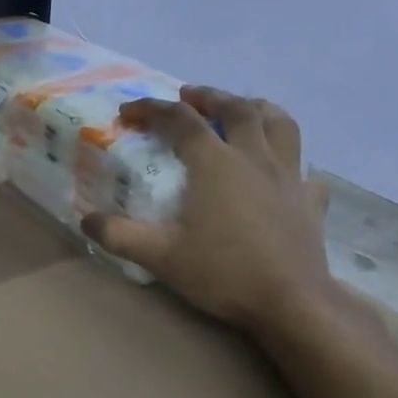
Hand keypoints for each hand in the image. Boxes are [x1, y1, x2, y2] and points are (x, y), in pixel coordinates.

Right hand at [83, 88, 337, 335]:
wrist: (290, 302)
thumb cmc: (222, 272)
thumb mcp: (159, 256)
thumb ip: (119, 235)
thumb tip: (86, 221)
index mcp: (215, 163)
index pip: (180, 121)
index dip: (152, 110)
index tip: (128, 112)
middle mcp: (255, 157)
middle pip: (236, 109)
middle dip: (209, 97)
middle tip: (189, 95)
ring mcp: (289, 176)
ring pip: (280, 124)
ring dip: (257, 109)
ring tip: (243, 108)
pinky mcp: (310, 201)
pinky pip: (303, 169)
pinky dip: (290, 161)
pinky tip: (282, 173)